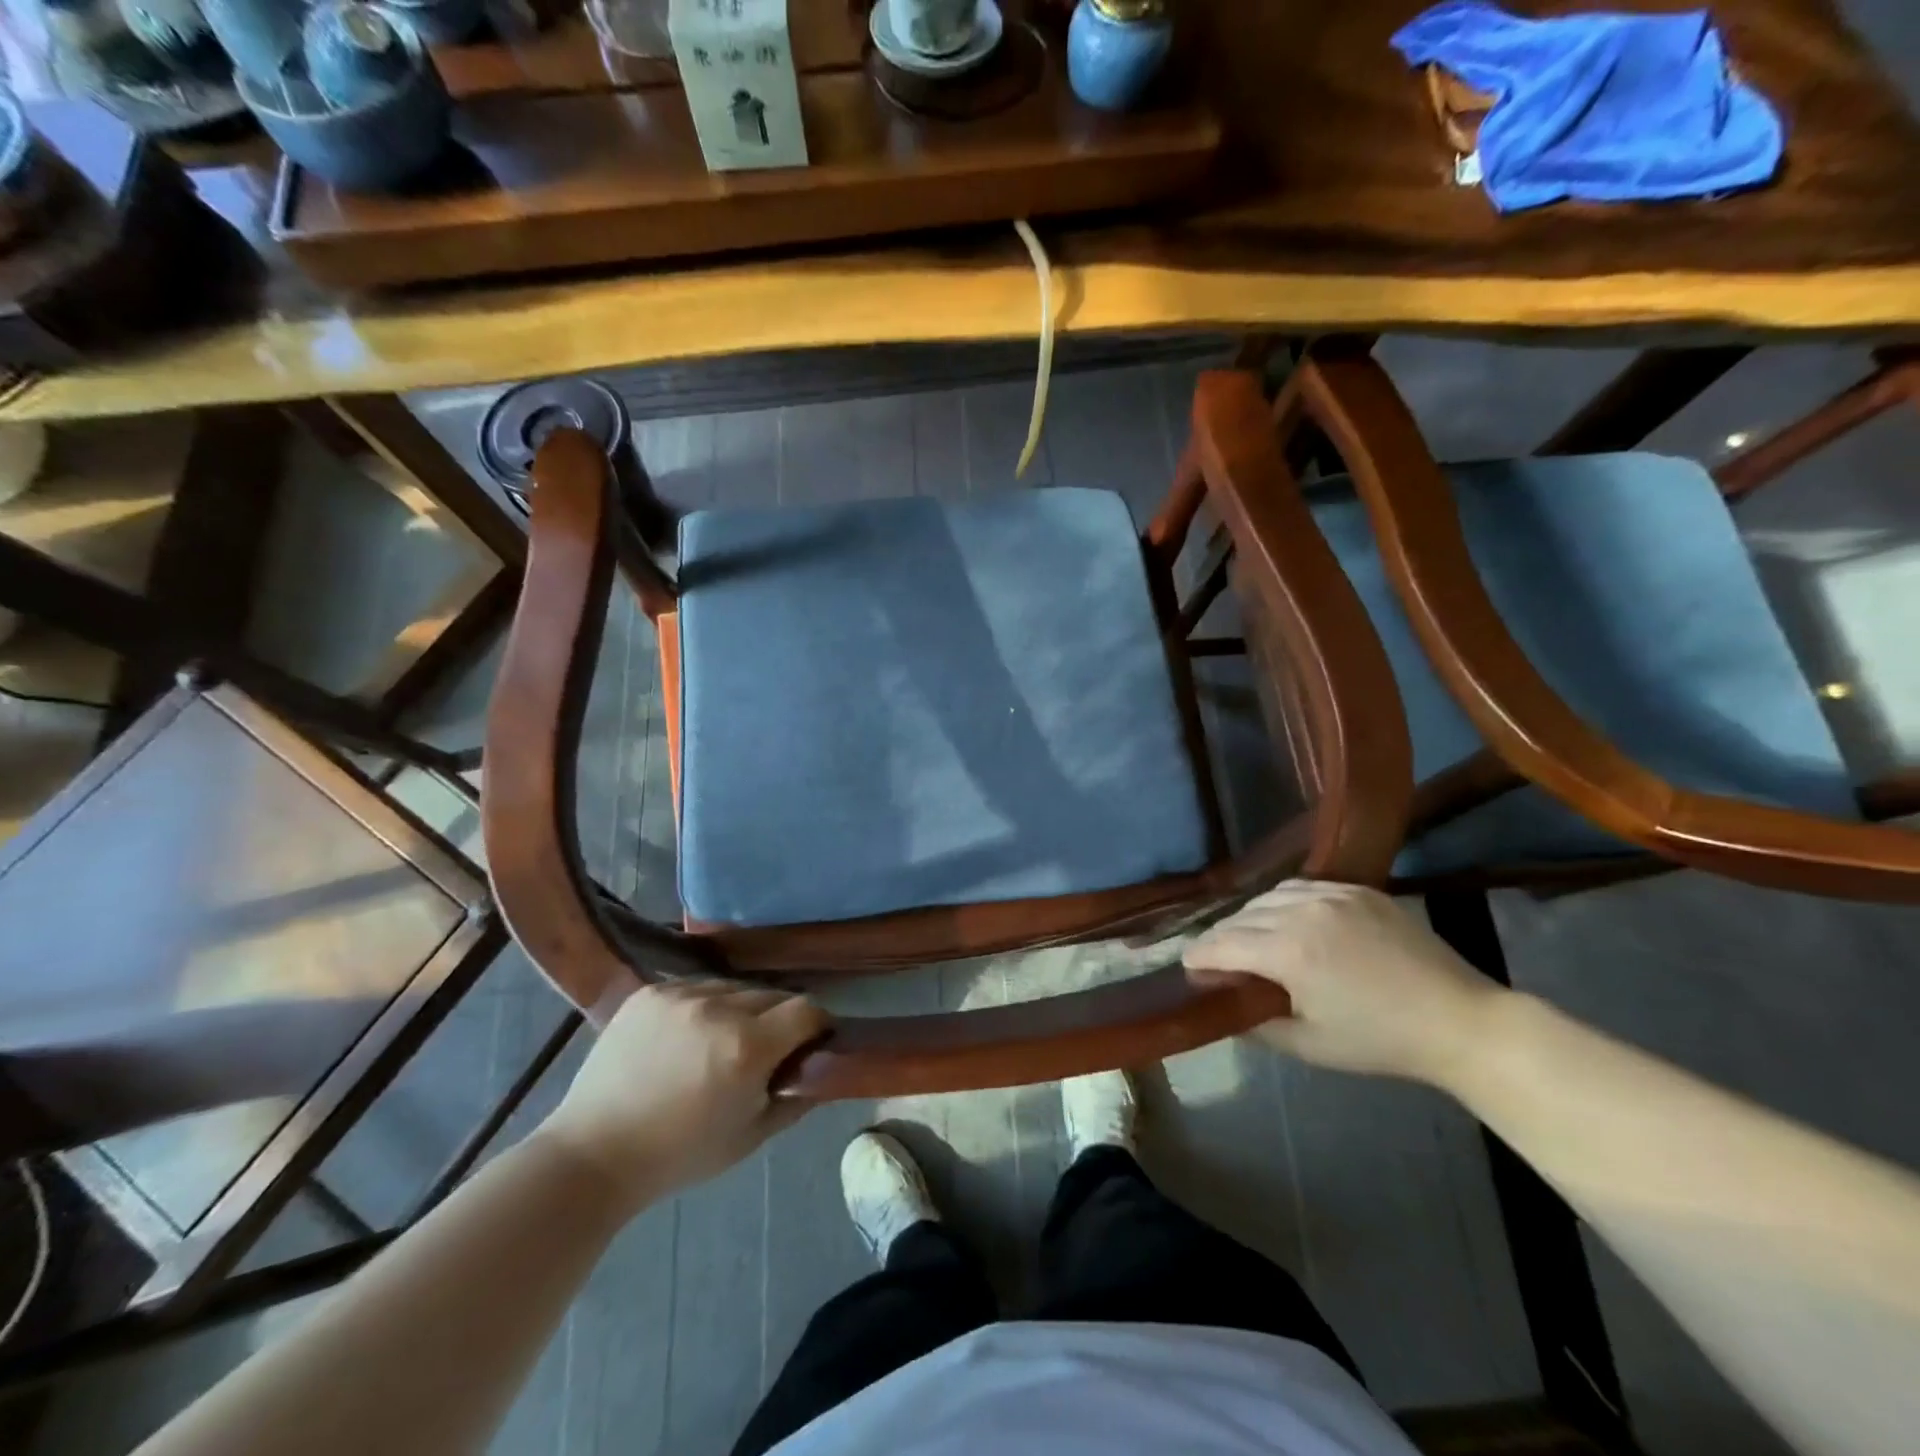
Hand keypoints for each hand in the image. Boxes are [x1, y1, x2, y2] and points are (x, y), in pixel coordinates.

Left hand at [536, 982, 828, 1212]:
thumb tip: (824, 1069)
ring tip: (719, 1042)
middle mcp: (718, 1008)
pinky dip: (703, 1006)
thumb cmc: (679, 1155)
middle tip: (763, 1050)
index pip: (807, 1009)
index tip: (809, 1043)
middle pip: (772, 995)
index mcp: (747, 1046)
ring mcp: (680, 994)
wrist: (593, 1154)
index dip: (816, 1026)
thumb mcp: (751, 1137)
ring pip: (734, 988)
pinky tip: (686, 1036)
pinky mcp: (650, 991)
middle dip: (778, 1020)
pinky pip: (696, 987)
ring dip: (740, 1009)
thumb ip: (796, 1098)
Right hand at [1184, 880, 1506, 1084]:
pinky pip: (1302, 887)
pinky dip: (1283, 902)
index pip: (1222, 944)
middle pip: (1241, 917)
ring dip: (1250, 917)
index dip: (1199, 956)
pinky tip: (1288, 920)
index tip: (1188, 966)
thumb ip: (1258, 1024)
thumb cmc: (1381, 1041)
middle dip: (1221, 938)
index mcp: (1288, 951)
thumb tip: (1226, 1009)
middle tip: (1216, 960)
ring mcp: (1333, 894)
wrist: (1461, 1021)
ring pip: (1268, 896)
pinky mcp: (1358, 889)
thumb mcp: (1310, 1045)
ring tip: (1250, 938)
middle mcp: (1302, 911)